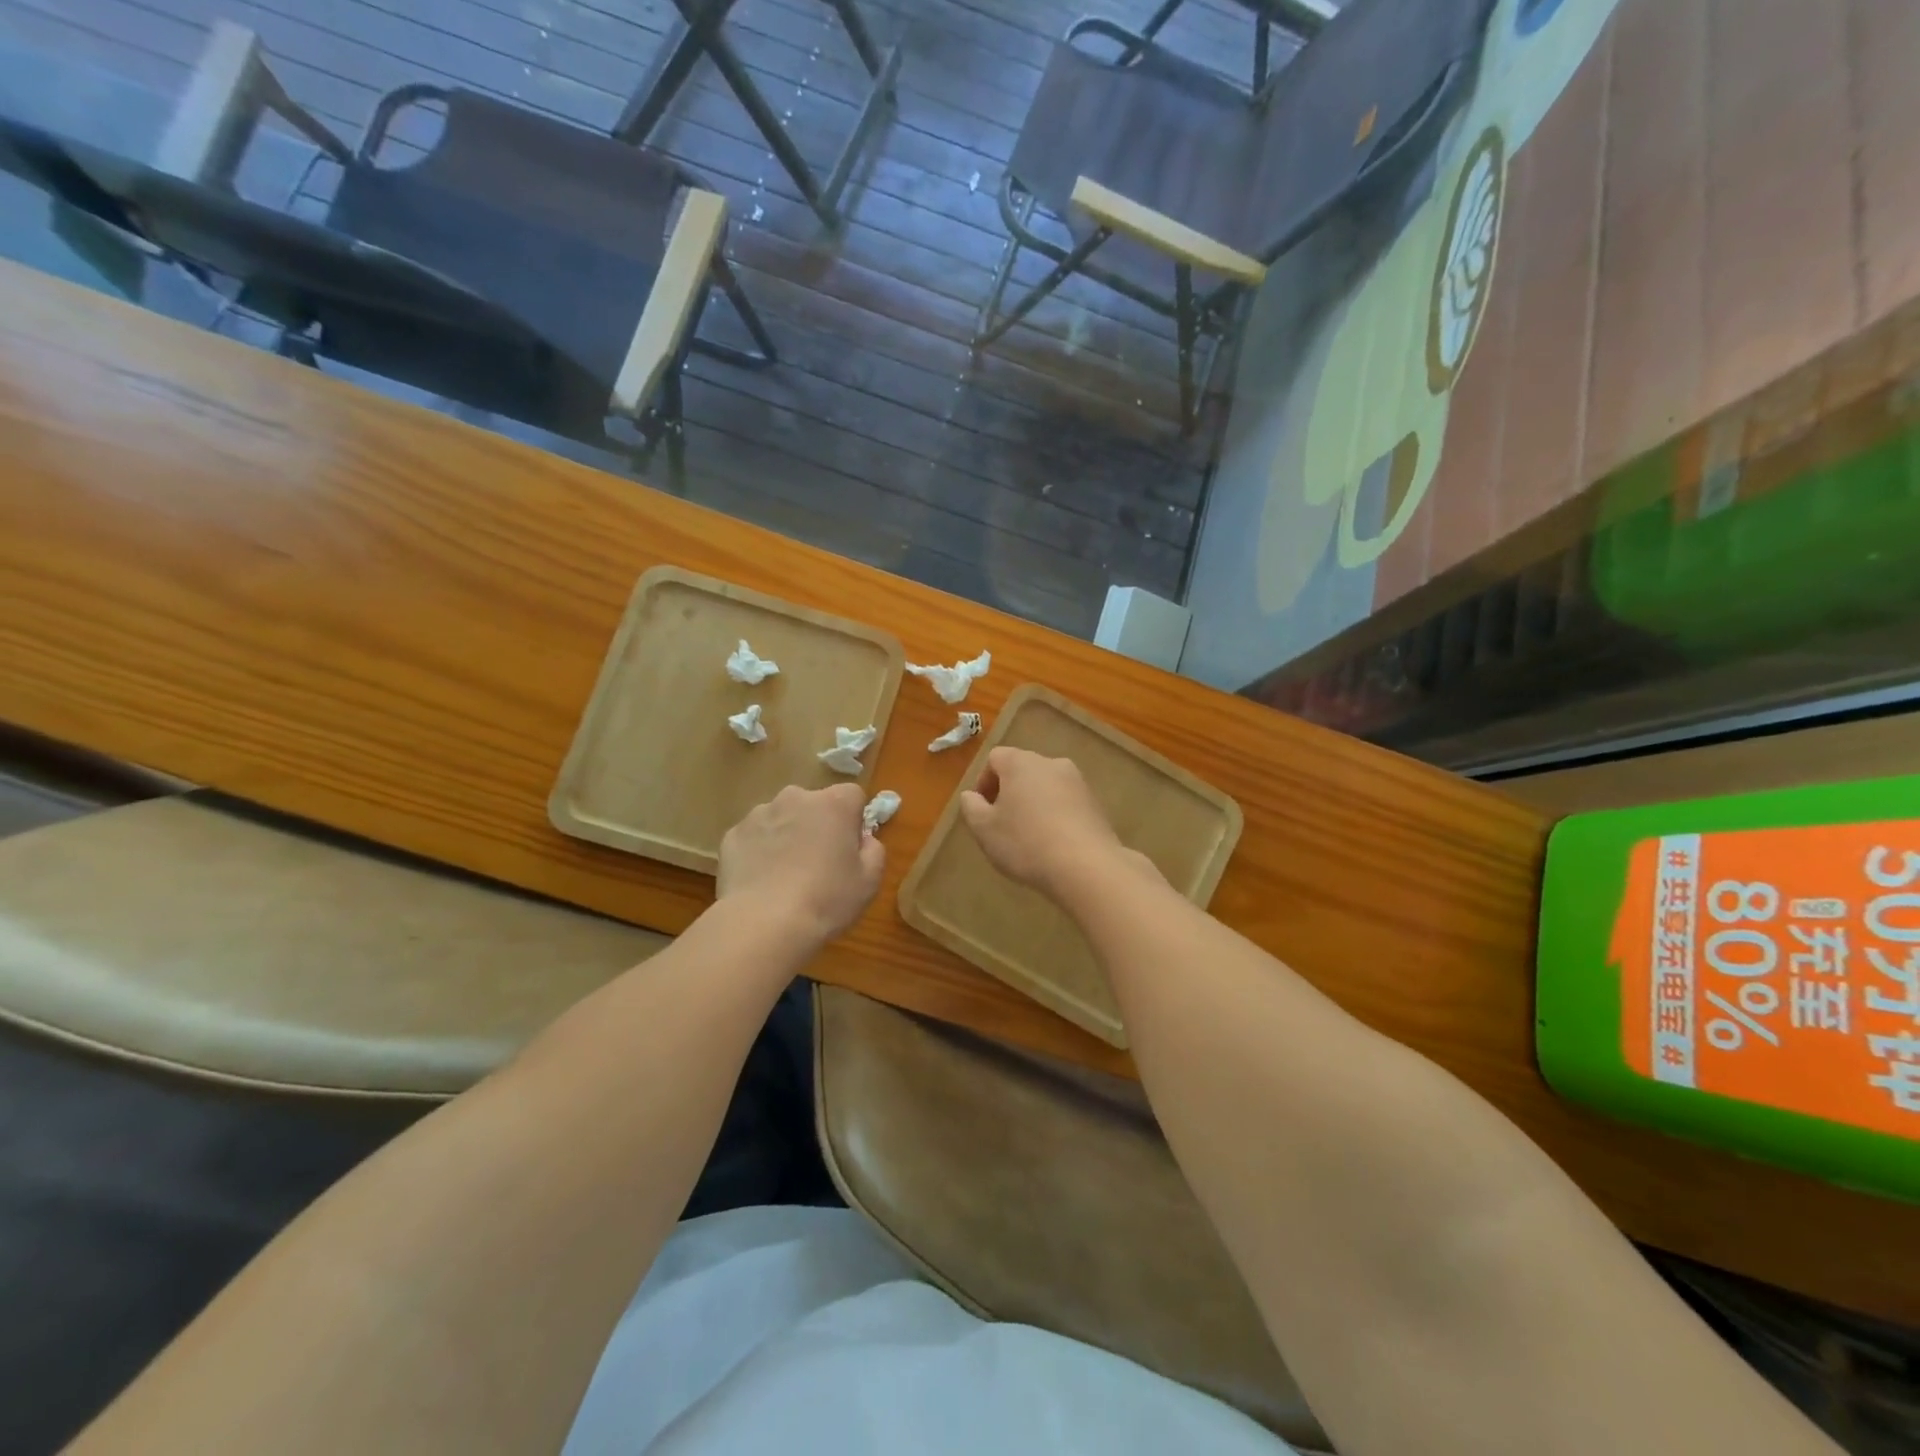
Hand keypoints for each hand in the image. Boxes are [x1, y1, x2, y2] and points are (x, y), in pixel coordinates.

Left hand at [718, 784, 884, 944]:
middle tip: (818, 864)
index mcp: (834, 804)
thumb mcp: (869, 881)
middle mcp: (795, 797)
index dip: (853, 820)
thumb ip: (873, 850)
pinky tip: (762, 883)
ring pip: (781, 819)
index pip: (852, 796)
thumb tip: (863, 839)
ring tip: (785, 877)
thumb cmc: (826, 900)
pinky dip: (759, 852)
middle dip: (817, 825)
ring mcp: (759, 814)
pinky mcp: (732, 834)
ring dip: (787, 836)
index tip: (849, 848)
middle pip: (813, 804)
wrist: (763, 924)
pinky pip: (754, 838)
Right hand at [958, 747, 1145, 898]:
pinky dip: (1055, 816)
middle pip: (1023, 770)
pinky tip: (1053, 844)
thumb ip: (971, 807)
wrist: (1086, 866)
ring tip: (1029, 837)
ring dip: (1034, 804)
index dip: (983, 782)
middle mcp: (1051, 763)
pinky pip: (1066, 804)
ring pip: (1046, 787)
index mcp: (1021, 763)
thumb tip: (971, 796)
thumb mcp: (984, 829)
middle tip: (1002, 824)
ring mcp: (1078, 782)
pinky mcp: (1096, 804)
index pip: (995, 758)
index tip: (981, 810)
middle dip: (1009, 793)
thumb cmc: (1025, 843)